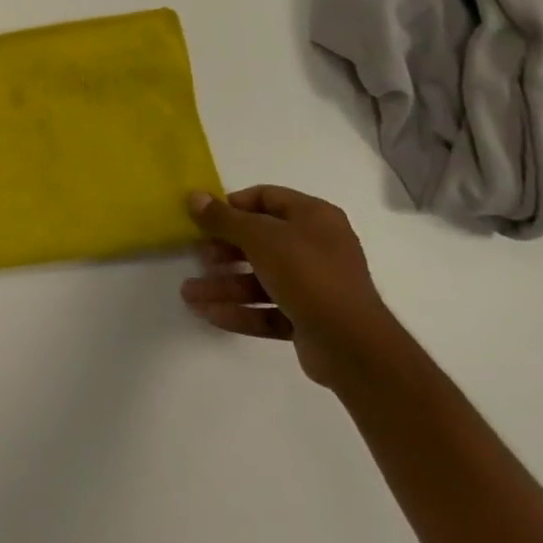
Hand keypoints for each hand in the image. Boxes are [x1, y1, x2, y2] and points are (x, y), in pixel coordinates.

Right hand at [181, 186, 402, 387]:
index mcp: (314, 217)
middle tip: (196, 256)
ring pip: (260, 278)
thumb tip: (194, 196)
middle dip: (223, 251)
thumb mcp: (260, 237)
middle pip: (259, 240)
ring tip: (189, 294)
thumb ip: (224, 218)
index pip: (266, 198)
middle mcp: (317, 246)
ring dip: (224, 285)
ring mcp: (314, 285)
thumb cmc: (307, 274)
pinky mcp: (309, 318)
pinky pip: (268, 308)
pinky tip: (209, 314)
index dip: (233, 205)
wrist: (353, 346)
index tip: (204, 218)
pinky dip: (240, 310)